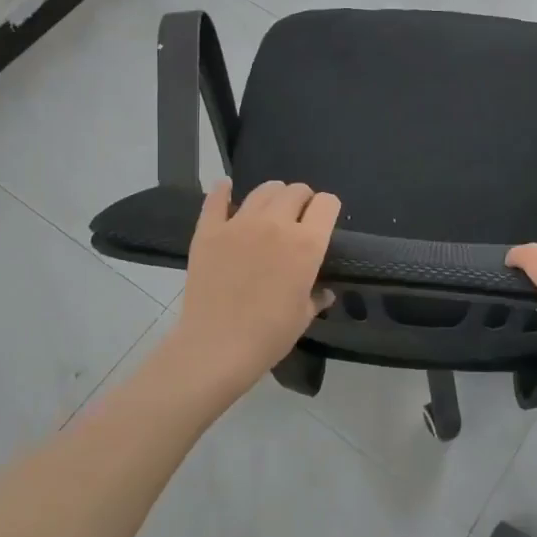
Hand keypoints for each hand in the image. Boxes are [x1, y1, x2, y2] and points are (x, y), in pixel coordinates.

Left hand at [168, 180, 339, 398]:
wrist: (217, 347)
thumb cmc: (269, 336)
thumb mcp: (303, 316)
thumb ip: (316, 297)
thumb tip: (324, 292)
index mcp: (306, 244)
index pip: (326, 204)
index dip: (328, 208)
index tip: (324, 220)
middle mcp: (276, 224)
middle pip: (296, 191)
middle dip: (302, 199)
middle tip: (298, 216)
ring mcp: (239, 223)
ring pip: (263, 190)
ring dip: (272, 194)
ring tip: (270, 208)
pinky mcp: (209, 230)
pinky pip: (216, 198)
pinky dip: (223, 191)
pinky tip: (226, 190)